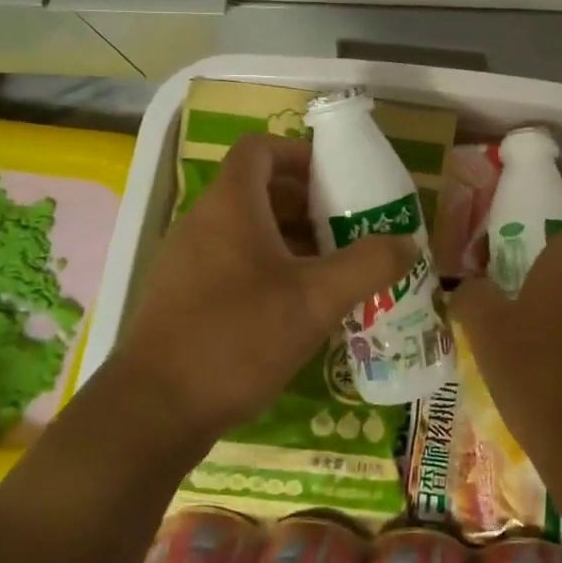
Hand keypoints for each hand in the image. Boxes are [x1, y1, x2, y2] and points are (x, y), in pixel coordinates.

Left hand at [108, 134, 415, 454]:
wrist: (152, 413)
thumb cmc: (237, 337)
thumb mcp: (316, 299)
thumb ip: (368, 265)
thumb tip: (409, 243)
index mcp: (230, 205)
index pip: (260, 149)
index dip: (299, 154)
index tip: (336, 180)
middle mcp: (202, 222)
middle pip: (257, 190)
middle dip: (307, 204)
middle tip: (347, 229)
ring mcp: (186, 261)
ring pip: (246, 230)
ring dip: (290, 240)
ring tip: (330, 270)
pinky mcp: (181, 297)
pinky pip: (231, 262)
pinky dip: (267, 268)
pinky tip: (295, 309)